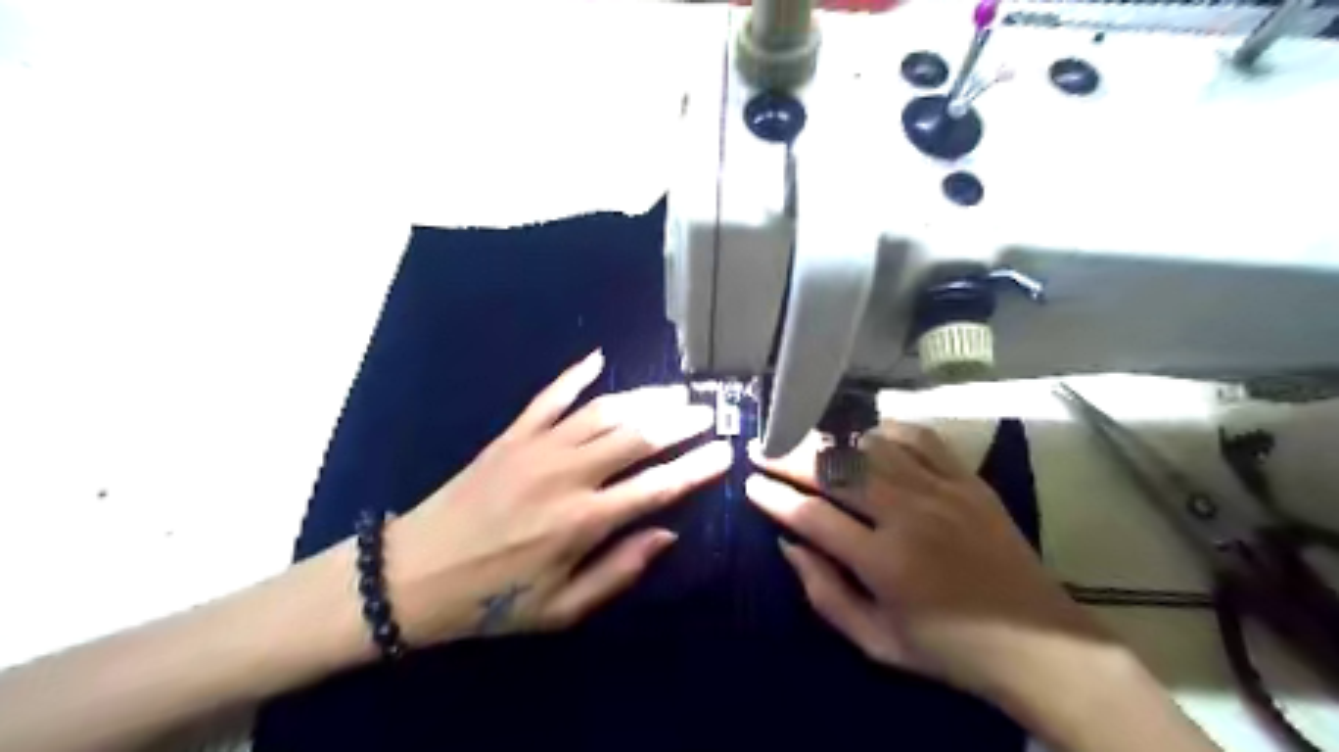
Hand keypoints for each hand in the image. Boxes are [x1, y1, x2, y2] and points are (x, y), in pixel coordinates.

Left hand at [386, 353, 730, 645]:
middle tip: (706, 411)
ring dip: (643, 398)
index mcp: (584, 522)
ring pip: (603, 412)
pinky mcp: (511, 436)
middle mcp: (568, 476)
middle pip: (637, 437)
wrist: (412, 576)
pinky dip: (575, 375)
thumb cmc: (492, 601)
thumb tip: (666, 533)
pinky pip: (549, 397)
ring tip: (674, 392)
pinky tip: (598, 358)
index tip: (724, 451)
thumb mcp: (561, 610)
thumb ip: (619, 571)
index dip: (697, 467)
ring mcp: (538, 448)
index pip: (658, 486)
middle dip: (679, 422)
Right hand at [748, 423, 1102, 699]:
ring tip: (807, 443)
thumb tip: (788, 544)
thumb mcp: (876, 641)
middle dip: (789, 456)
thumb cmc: (949, 650)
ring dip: (832, 442)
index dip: (773, 496)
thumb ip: (824, 593)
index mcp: (884, 562)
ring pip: (871, 447)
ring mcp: (942, 491)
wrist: (1040, 645)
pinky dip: (885, 432)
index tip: (749, 483)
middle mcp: (909, 515)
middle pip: (835, 470)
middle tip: (762, 447)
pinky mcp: (968, 480)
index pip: (811, 515)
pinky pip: (919, 438)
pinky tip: (867, 438)